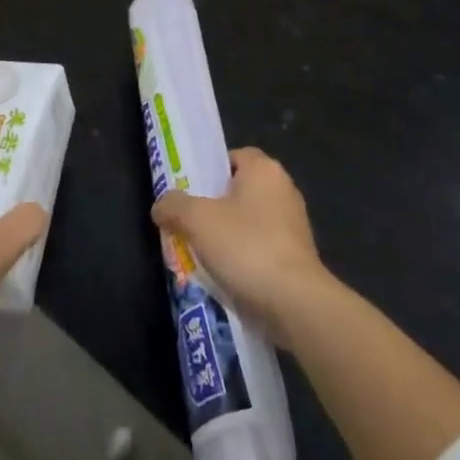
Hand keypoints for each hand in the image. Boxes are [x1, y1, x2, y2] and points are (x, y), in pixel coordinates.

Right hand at [151, 148, 331, 350]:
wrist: (295, 302)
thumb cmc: (246, 247)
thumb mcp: (197, 220)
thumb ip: (174, 206)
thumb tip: (161, 206)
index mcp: (264, 170)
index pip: (234, 156)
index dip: (210, 171)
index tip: (190, 192)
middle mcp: (284, 190)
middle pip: (240, 190)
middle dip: (214, 207)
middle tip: (189, 224)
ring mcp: (294, 224)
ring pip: (250, 221)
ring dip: (228, 236)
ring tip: (202, 255)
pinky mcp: (298, 256)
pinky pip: (262, 248)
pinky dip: (245, 258)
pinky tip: (226, 276)